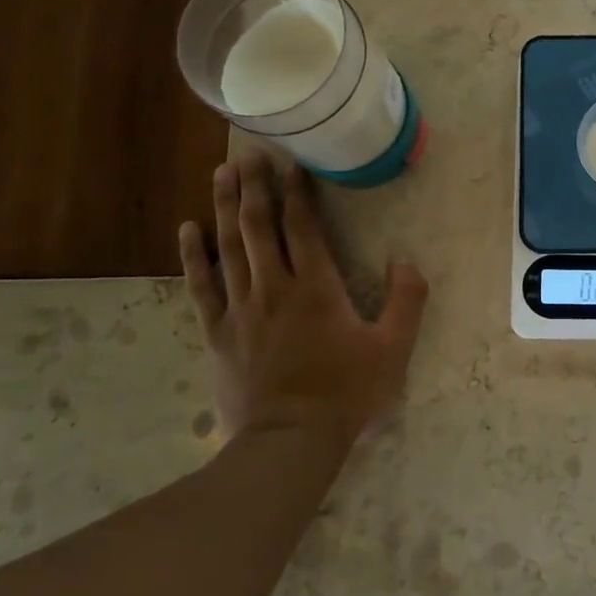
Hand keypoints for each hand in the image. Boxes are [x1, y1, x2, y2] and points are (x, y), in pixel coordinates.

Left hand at [178, 151, 427, 445]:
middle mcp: (273, 287)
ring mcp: (240, 308)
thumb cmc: (346, 393)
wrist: (290, 441)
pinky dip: (194, 255)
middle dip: (255, 186)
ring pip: (228, 245)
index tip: (293, 162)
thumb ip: (407, 300)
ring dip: (225, 206)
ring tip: (222, 173)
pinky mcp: (218, 332)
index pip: (303, 226)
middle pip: (259, 225)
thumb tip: (406, 260)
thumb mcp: (394, 348)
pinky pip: (201, 285)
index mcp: (316, 287)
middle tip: (250, 154)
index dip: (298, 191)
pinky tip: (189, 229)